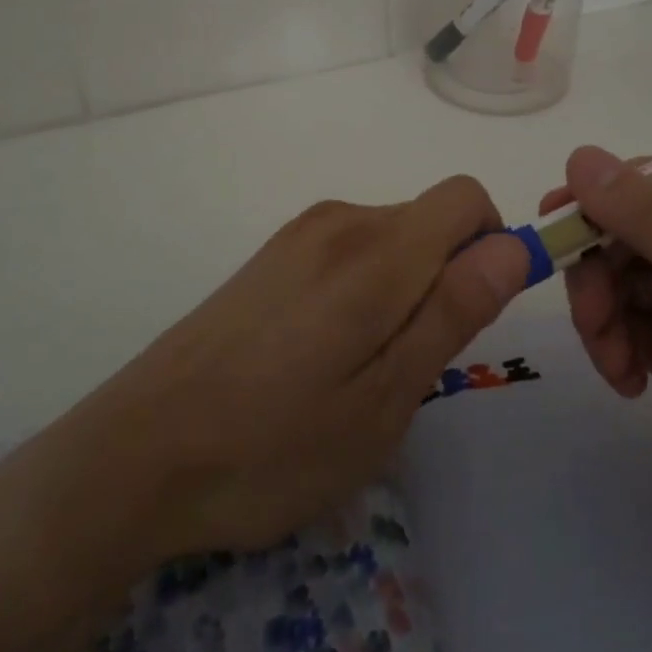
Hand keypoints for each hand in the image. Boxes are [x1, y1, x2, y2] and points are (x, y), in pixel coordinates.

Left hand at [44, 178, 532, 568]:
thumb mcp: (386, 398)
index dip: (491, 245)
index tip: (472, 314)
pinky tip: (315, 359)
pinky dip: (361, 292)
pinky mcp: (271, 256)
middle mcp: (339, 220)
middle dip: (444, 280)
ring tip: (355, 374)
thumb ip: (454, 311)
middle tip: (405, 369)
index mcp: (377, 249)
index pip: (467, 198)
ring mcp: (299, 235)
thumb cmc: (275, 443)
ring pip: (390, 241)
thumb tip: (514, 245)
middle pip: (429, 221)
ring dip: (401, 292)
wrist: (137, 453)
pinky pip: (348, 253)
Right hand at [544, 147, 651, 602]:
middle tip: (590, 317)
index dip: (607, 194)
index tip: (559, 221)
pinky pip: (626, 323)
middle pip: (631, 231)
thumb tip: (581, 155)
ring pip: (619, 278)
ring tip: (613, 365)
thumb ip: (650, 222)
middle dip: (601, 272)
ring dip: (603, 316)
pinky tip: (627, 384)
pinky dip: (614, 347)